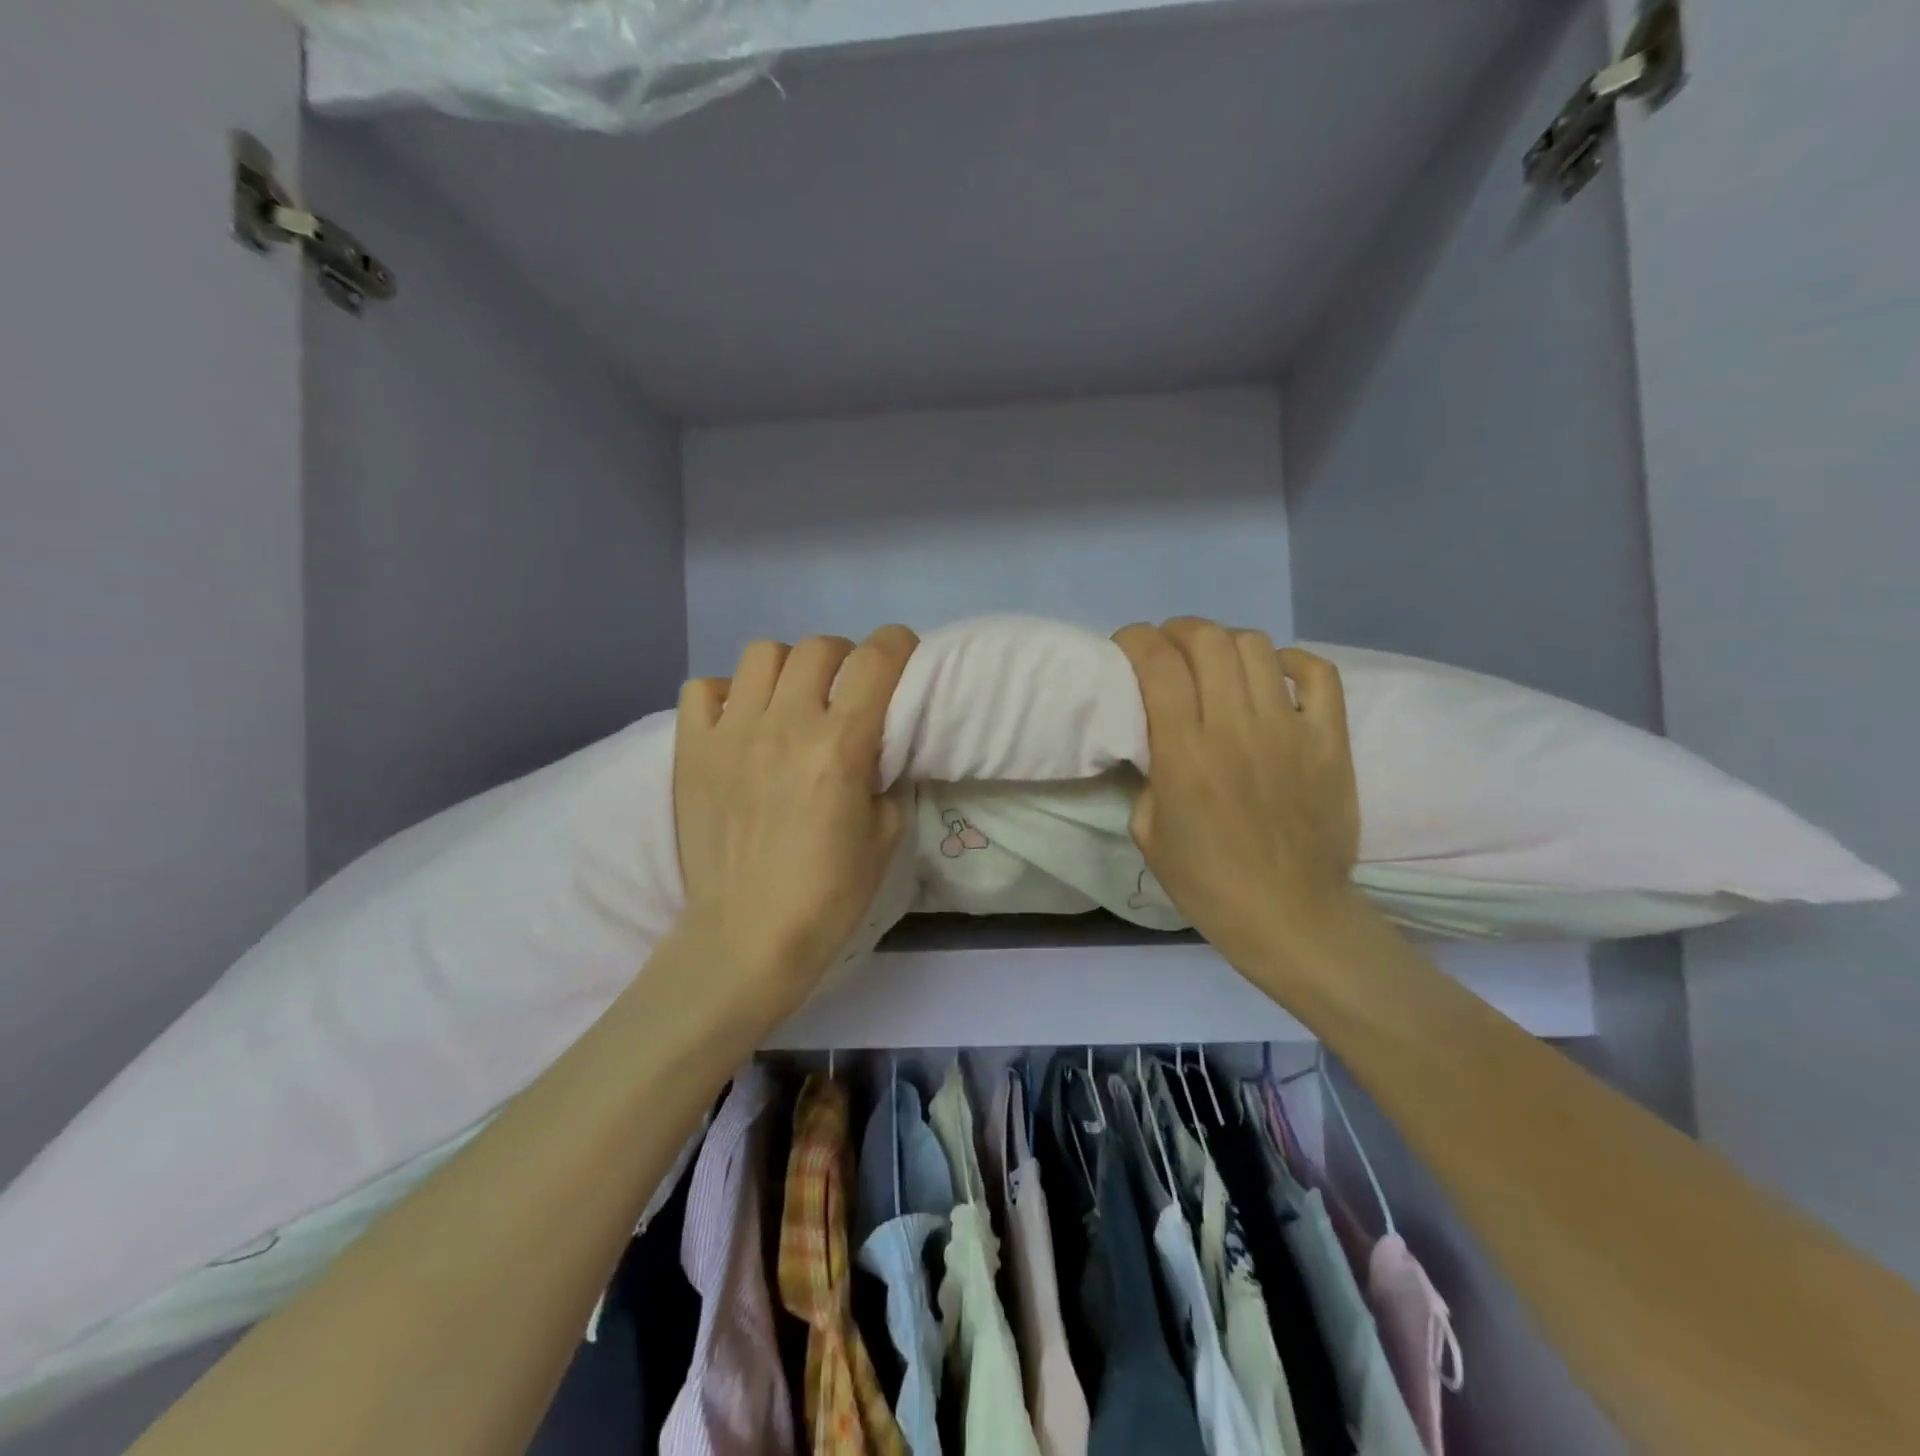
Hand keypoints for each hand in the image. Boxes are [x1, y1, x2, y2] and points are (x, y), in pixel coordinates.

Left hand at [672, 626, 919, 1017]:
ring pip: (762, 654)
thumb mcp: (887, 835)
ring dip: (788, 668)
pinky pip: (704, 688)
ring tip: (792, 701)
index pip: (875, 660)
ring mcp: (731, 733)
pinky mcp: (692, 750)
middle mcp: (786, 725)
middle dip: (845, 657)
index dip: (897, 644)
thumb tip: (874, 746)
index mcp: (840, 746)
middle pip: (819, 647)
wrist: (748, 936)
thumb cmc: (829, 894)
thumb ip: (886, 776)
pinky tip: (741, 722)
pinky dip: (728, 694)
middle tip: (847, 689)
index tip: (903, 653)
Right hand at [1114, 618, 1361, 968]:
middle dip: (1178, 631)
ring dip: (1225, 643)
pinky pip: (1317, 673)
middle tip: (1169, 651)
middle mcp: (1235, 728)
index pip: (1158, 664)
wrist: (1290, 915)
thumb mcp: (1147, 832)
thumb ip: (1146, 775)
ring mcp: (1289, 729)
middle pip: (1207, 640)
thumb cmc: (1208, 882)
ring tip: (1216, 663)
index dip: (1136, 639)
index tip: (1126, 645)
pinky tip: (1273, 676)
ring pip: (1256, 647)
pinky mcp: (1330, 740)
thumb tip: (1152, 739)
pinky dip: (1291, 661)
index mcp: (1184, 753)